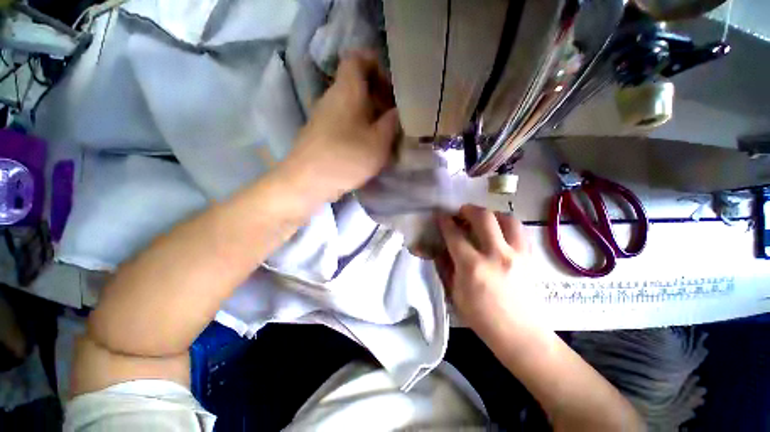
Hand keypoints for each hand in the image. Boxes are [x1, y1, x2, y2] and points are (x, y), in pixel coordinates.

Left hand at [282, 52, 400, 202]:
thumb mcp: (379, 141)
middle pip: (357, 84)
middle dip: (378, 96)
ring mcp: (324, 115)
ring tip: (384, 133)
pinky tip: (367, 145)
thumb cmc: (346, 157)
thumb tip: (397, 111)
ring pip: (351, 104)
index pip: (358, 58)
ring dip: (369, 114)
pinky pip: (343, 120)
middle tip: (394, 116)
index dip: (376, 66)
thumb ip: (392, 123)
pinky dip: (358, 127)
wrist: (308, 181)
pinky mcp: (321, 132)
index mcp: (347, 89)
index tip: (391, 87)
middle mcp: (332, 96)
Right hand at [436, 205, 540, 335]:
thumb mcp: (454, 293)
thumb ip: (446, 266)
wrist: (520, 334)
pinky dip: (507, 225)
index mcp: (473, 266)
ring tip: (482, 219)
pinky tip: (499, 231)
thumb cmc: (481, 317)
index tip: (441, 215)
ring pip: (506, 219)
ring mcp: (517, 254)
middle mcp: (496, 254)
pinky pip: (519, 231)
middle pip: (483, 217)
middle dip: (468, 209)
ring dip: (491, 214)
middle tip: (461, 212)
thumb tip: (438, 248)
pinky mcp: (529, 258)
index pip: (455, 234)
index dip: (445, 221)